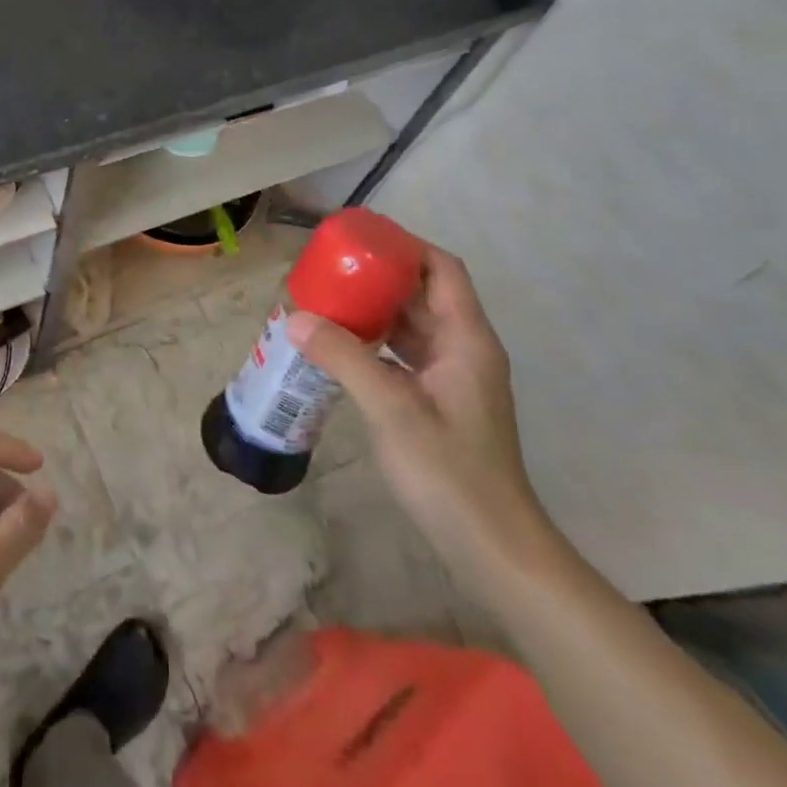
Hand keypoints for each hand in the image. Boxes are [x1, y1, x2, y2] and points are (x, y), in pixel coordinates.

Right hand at [288, 246, 557, 596]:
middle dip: (379, 277)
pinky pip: (404, 355)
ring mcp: (453, 378)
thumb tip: (294, 317)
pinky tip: (339, 349)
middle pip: (423, 294)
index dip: (405, 247)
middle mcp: (463, 349)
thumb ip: (344, 358)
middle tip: (329, 269)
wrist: (492, 546)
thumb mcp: (391, 409)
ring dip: (373, 311)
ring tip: (326, 301)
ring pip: (411, 326)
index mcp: (465, 339)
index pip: (442, 270)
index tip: (360, 239)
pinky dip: (374, 343)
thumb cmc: (449, 471)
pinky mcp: (439, 401)